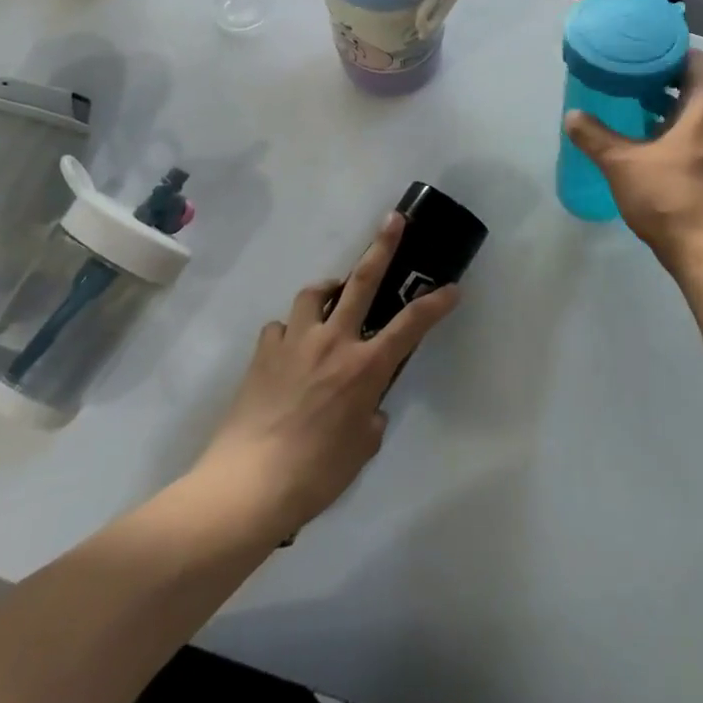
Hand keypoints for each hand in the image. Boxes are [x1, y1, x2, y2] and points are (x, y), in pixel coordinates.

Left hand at [191, 212, 460, 540]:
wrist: (249, 483)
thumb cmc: (315, 474)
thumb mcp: (360, 451)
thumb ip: (369, 419)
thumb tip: (366, 408)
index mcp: (364, 367)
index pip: (410, 326)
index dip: (435, 304)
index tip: (452, 288)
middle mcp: (333, 342)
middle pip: (361, 281)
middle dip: (382, 246)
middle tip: (393, 219)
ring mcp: (295, 342)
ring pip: (313, 294)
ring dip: (327, 289)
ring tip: (331, 296)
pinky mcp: (263, 352)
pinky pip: (280, 328)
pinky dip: (290, 332)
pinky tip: (289, 350)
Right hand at [565, 49, 702, 268]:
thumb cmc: (671, 197)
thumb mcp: (623, 164)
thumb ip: (595, 137)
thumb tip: (572, 115)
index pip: (699, 63)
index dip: (675, 53)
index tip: (645, 53)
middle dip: (675, 80)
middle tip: (640, 80)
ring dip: (678, 108)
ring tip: (640, 110)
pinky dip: (682, 133)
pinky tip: (653, 148)